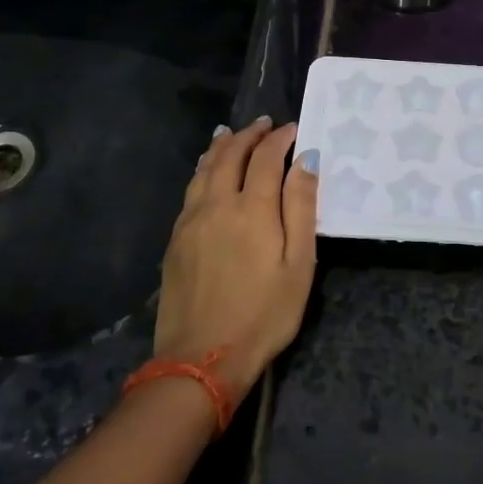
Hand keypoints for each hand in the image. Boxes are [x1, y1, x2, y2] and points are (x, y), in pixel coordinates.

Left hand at [153, 117, 318, 405]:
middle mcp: (217, 204)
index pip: (266, 158)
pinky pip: (190, 189)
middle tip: (264, 124)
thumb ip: (301, 207)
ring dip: (221, 146)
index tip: (294, 129)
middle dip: (249, 135)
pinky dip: (202, 169)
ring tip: (231, 133)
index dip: (280, 139)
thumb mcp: (299, 264)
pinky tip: (205, 170)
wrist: (202, 359)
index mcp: (252, 208)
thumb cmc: (264, 313)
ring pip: (204, 169)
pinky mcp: (175, 240)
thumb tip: (306, 159)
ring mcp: (191, 221)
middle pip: (231, 155)